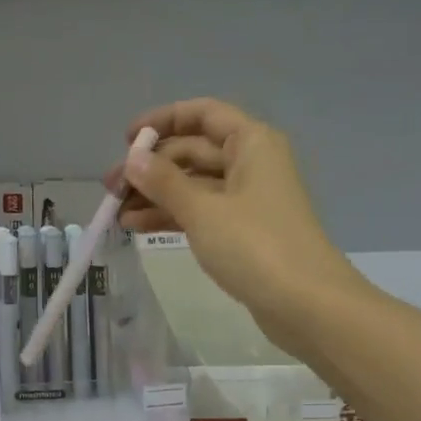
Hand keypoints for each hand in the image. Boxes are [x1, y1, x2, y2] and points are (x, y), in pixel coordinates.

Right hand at [110, 98, 361, 354]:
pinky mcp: (243, 230)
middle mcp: (251, 163)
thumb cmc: (256, 246)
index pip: (202, 114)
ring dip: (155, 194)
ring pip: (193, 184)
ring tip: (117, 212)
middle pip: (193, 150)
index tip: (127, 139)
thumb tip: (133, 158)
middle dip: (151, 166)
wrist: (309, 306)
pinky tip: (137, 226)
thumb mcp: (202, 210)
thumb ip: (163, 181)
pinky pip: (200, 210)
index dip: (163, 120)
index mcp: (251, 143)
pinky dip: (171, 215)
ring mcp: (248, 199)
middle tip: (111, 187)